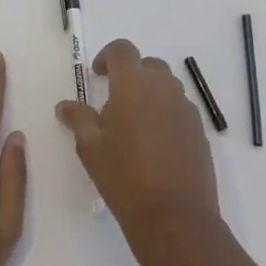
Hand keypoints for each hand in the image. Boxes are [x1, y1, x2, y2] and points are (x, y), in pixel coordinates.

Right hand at [56, 38, 220, 247]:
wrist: (174, 216)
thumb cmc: (124, 177)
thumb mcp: (91, 148)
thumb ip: (78, 119)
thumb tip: (66, 105)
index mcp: (134, 85)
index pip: (123, 50)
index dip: (107, 56)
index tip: (97, 75)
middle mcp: (164, 88)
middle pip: (148, 65)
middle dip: (130, 74)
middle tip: (113, 100)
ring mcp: (186, 108)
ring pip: (166, 87)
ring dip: (149, 94)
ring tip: (133, 124)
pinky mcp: (199, 130)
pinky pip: (179, 109)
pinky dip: (165, 113)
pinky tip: (154, 143)